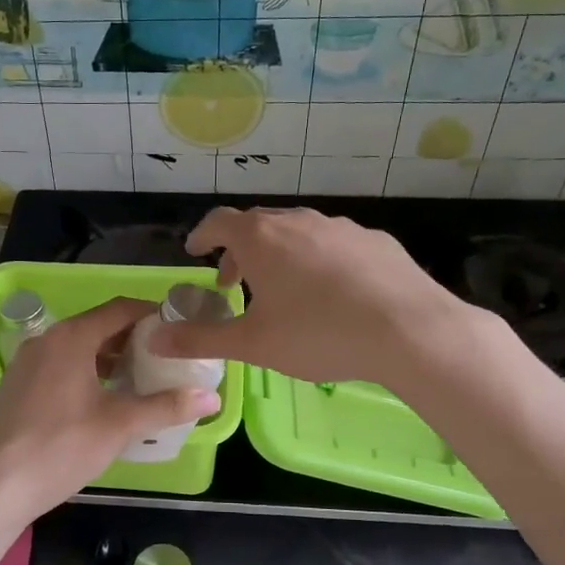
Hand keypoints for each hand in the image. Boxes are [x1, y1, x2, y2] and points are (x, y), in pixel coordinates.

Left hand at [0, 297, 221, 520]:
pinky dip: (84, 370)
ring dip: (107, 356)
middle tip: (164, 357)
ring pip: (76, 347)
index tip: (177, 328)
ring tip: (138, 378)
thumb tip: (213, 398)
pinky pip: (58, 364)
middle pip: (97, 326)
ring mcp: (26, 361)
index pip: (120, 309)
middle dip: (132, 338)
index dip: (151, 314)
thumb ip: (167, 406)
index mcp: (71, 337)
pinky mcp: (16, 384)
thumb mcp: (121, 425)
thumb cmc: (63, 447)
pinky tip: (100, 398)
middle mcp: (46, 339)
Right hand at [147, 207, 495, 388]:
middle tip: (234, 283)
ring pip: (297, 232)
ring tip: (283, 290)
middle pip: (257, 225)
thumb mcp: (252, 344)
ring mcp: (340, 226)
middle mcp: (298, 220)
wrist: (410, 331)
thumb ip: (200, 339)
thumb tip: (155, 337)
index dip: (202, 236)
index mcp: (261, 238)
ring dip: (279, 254)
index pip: (219, 222)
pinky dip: (318, 259)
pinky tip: (332, 292)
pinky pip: (333, 243)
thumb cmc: (319, 335)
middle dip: (239, 250)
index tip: (195, 252)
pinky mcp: (375, 240)